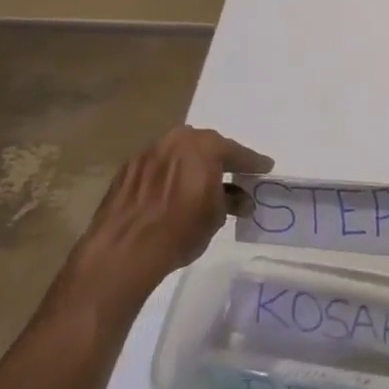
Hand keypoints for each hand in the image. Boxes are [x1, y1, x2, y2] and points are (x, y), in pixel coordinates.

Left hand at [61, 126, 271, 310]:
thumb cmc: (180, 231)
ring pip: (178, 153)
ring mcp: (149, 151)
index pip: (236, 152)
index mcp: (204, 147)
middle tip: (232, 174)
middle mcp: (176, 140)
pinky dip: (168, 174)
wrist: (124, 249)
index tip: (264, 167)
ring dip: (191, 165)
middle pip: (205, 146)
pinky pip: (158, 165)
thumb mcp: (216, 217)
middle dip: (219, 159)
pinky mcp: (128, 167)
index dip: (252, 163)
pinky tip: (170, 192)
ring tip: (199, 183)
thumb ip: (230, 201)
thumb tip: (240, 199)